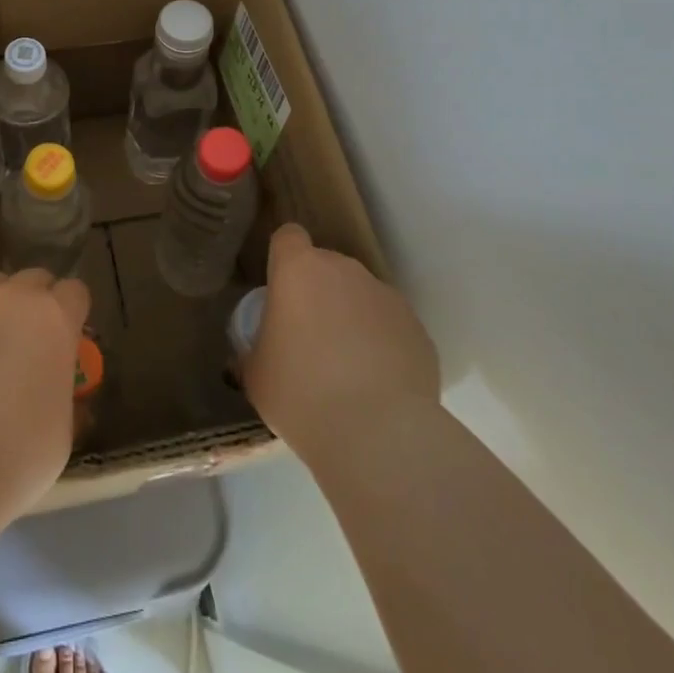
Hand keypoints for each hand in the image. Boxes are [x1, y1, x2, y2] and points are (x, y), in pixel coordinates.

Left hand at [0, 214, 91, 518]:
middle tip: (25, 345)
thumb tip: (55, 379)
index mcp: (57, 320)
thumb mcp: (63, 430)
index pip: (74, 294)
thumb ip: (62, 389)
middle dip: (36, 304)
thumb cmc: (17, 455)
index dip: (70, 315)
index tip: (63, 341)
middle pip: (35, 281)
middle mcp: (17, 296)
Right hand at [244, 224, 438, 465]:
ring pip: (361, 296)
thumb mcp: (256, 375)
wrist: (380, 435)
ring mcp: (386, 297)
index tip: (281, 291)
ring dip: (351, 318)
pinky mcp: (419, 329)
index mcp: (298, 270)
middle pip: (326, 267)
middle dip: (318, 293)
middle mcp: (344, 270)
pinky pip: (390, 327)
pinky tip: (378, 386)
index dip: (283, 258)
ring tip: (348, 369)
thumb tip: (257, 353)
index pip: (288, 237)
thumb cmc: (301, 394)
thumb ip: (254, 351)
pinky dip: (383, 346)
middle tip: (309, 339)